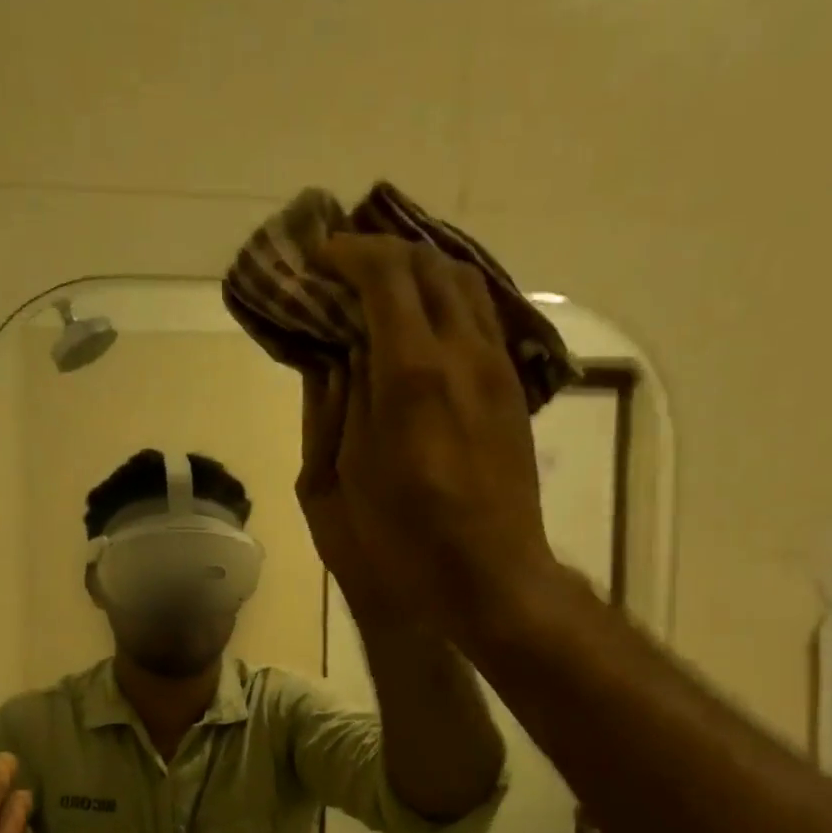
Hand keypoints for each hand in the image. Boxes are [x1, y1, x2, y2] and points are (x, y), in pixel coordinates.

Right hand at [311, 236, 558, 638]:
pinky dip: (446, 302)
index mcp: (411, 376)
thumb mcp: (337, 481)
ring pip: (465, 285)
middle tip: (344, 268)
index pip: (387, 275)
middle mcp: (464, 355)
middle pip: (431, 266)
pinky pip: (482, 318)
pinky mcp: (512, 391)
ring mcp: (497, 370)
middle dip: (384, 253)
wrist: (487, 579)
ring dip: (420, 272)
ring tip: (381, 289)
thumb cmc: (398, 544)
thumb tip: (335, 354)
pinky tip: (420, 326)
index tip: (319, 258)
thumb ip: (334, 405)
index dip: (349, 253)